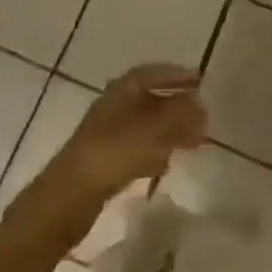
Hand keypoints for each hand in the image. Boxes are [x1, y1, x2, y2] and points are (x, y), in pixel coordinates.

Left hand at [49, 63, 207, 201]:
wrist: (69, 197)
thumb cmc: (113, 152)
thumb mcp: (154, 127)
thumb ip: (181, 113)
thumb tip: (201, 104)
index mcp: (122, 90)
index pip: (153, 73)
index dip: (177, 75)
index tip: (200, 81)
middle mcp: (114, 107)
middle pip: (151, 99)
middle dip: (177, 106)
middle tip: (202, 114)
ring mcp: (108, 135)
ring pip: (146, 126)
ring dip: (170, 130)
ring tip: (193, 141)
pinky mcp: (105, 162)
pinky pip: (137, 150)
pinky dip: (154, 152)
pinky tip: (166, 164)